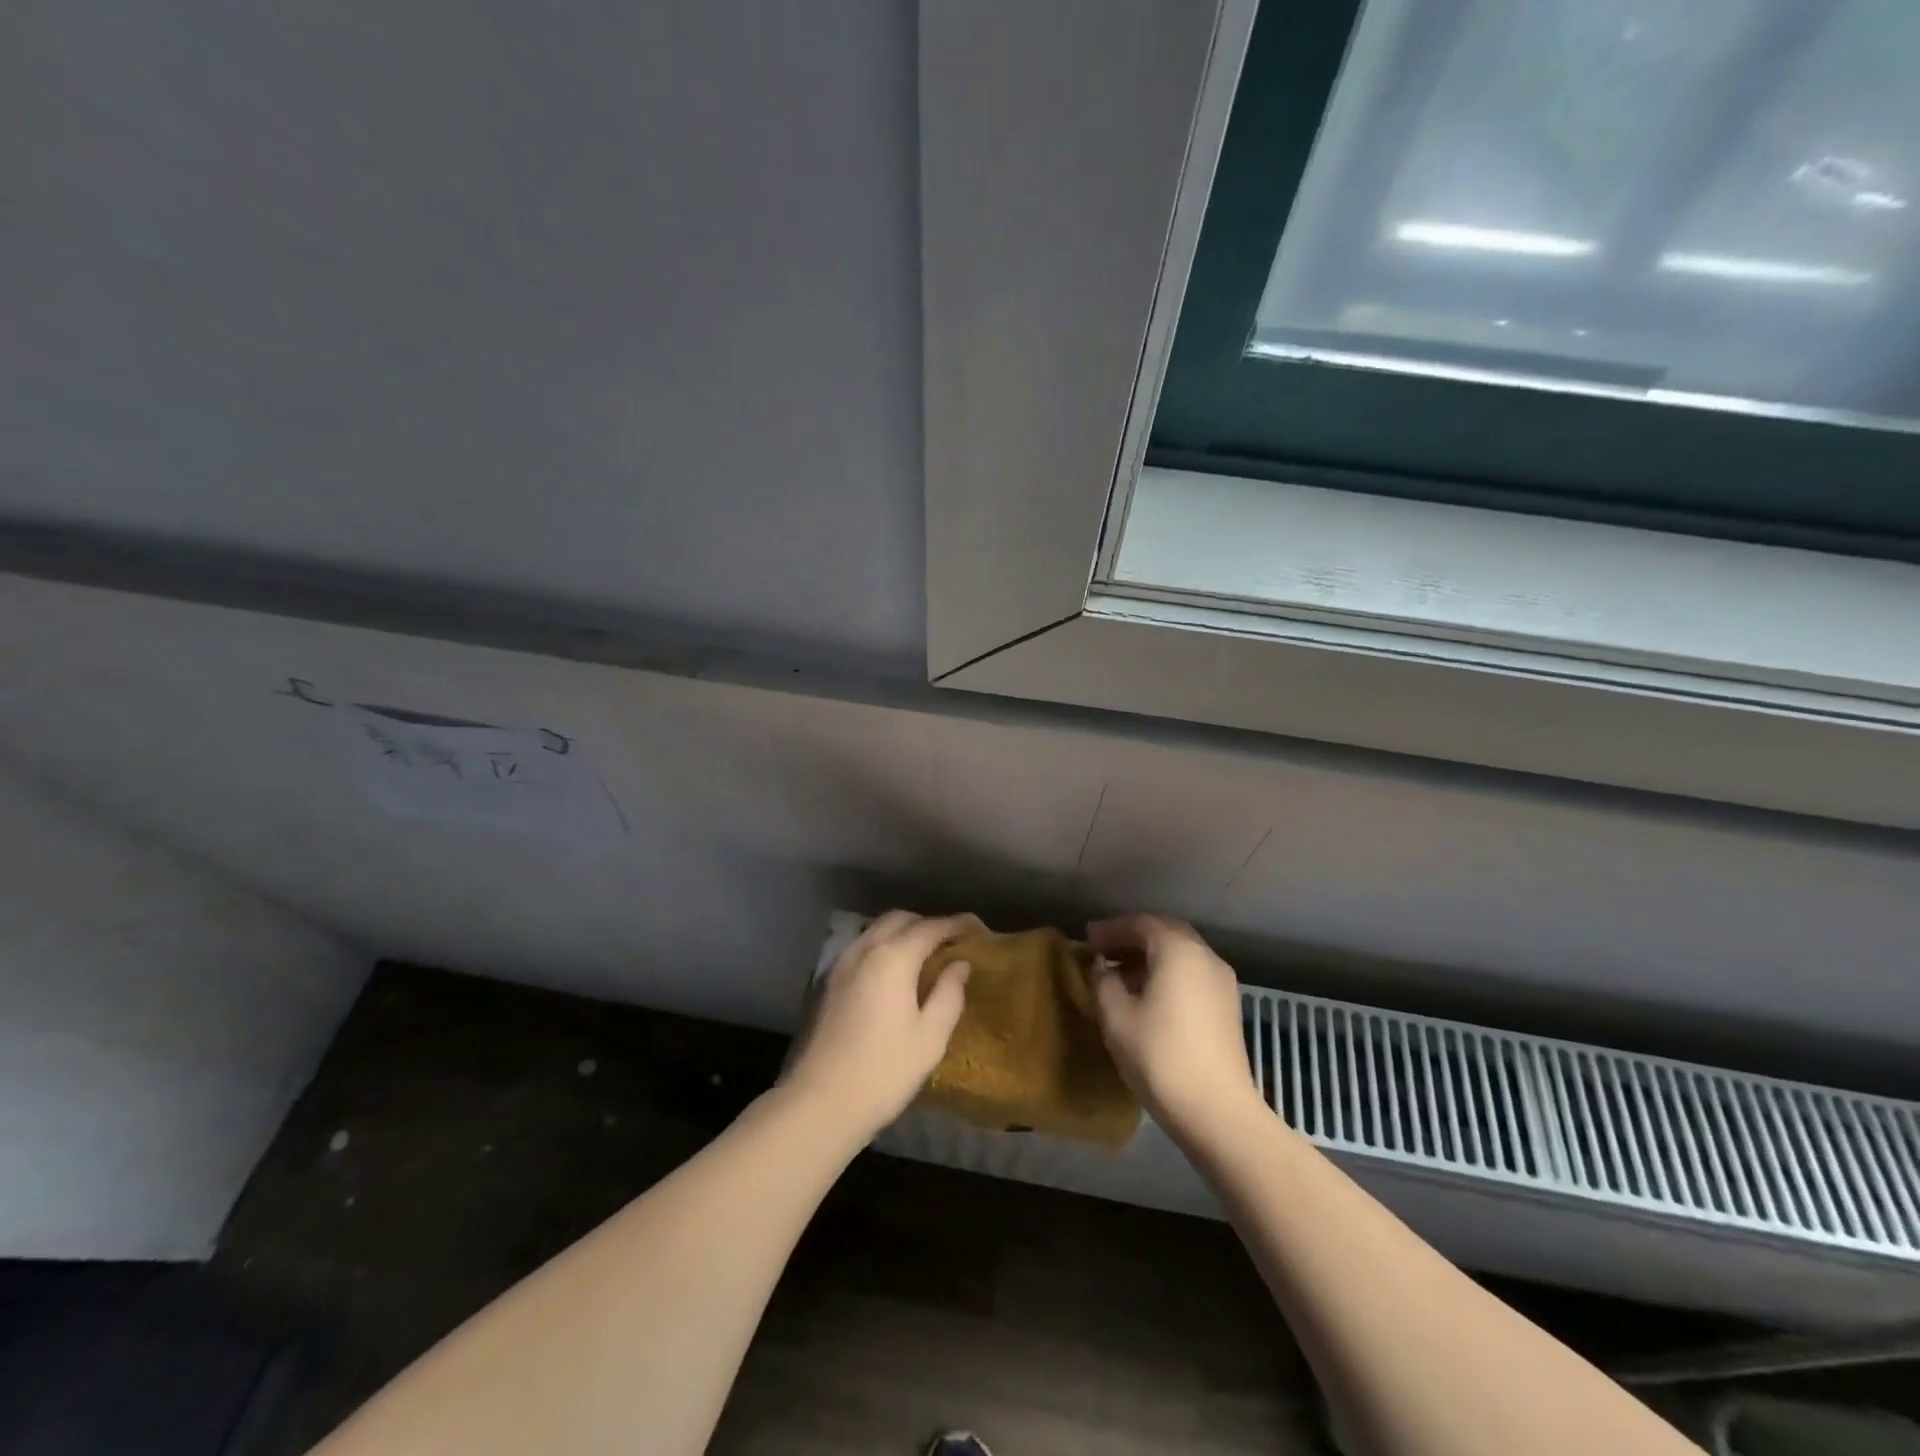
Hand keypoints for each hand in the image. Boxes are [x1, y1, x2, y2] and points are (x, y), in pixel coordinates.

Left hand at [781, 910, 979, 1140]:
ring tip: (920, 954)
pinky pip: (859, 948)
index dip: (955, 923)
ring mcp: (839, 964)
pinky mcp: (825, 982)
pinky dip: (880, 947)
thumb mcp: (930, 1037)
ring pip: (874, 930)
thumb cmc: (884, 1071)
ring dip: (900, 932)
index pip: (930, 928)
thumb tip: (960, 964)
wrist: (819, 1102)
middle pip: (899, 919)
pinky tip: (889, 973)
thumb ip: (949, 994)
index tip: (975, 926)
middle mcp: (864, 950)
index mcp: (893, 958)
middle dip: (926, 923)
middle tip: (948, 941)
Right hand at [1089, 913, 1261, 1136]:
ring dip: (1150, 955)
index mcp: (1178, 949)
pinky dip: (1167, 971)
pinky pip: (1192, 972)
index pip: (1140, 923)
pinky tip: (1148, 994)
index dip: (1111, 929)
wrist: (1217, 1111)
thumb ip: (1103, 982)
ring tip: (1121, 974)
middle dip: (1132, 936)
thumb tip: (1103, 968)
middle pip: (1165, 931)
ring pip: (1181, 952)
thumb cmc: (1160, 1056)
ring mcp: (1222, 981)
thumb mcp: (1116, 1016)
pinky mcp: (1227, 1005)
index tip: (1087, 939)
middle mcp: (1204, 955)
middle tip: (1103, 950)